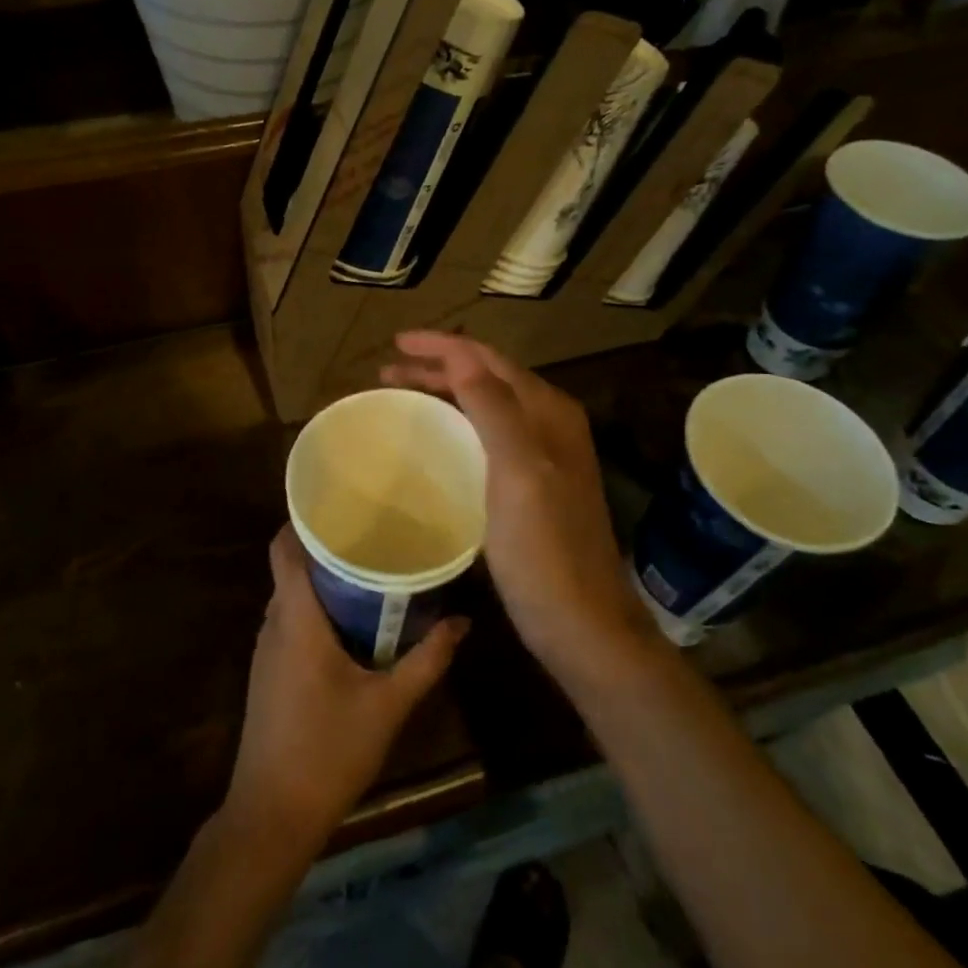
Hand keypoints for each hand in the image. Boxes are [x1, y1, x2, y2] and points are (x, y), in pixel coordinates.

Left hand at [224, 525, 467, 850]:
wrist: (272, 814)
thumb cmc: (329, 751)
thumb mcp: (388, 705)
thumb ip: (427, 660)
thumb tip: (462, 622)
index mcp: (296, 618)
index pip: (283, 547)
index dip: (303, 519)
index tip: (342, 504)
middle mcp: (273, 624)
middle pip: (292, 567)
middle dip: (327, 548)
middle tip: (372, 534)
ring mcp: (266, 649)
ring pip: (292, 596)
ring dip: (323, 581)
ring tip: (367, 570)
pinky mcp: (268, 672)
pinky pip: (290, 622)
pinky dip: (316, 610)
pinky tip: (350, 622)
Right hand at [381, 331, 654, 677]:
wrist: (582, 624)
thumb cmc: (545, 550)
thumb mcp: (518, 473)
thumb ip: (494, 408)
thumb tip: (460, 355)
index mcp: (547, 412)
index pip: (487, 359)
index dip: (442, 346)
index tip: (395, 343)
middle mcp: (548, 424)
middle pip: (485, 378)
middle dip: (437, 367)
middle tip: (386, 371)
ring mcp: (542, 456)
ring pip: (485, 406)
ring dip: (444, 392)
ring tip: (401, 394)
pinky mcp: (530, 485)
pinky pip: (486, 436)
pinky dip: (456, 424)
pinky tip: (435, 440)